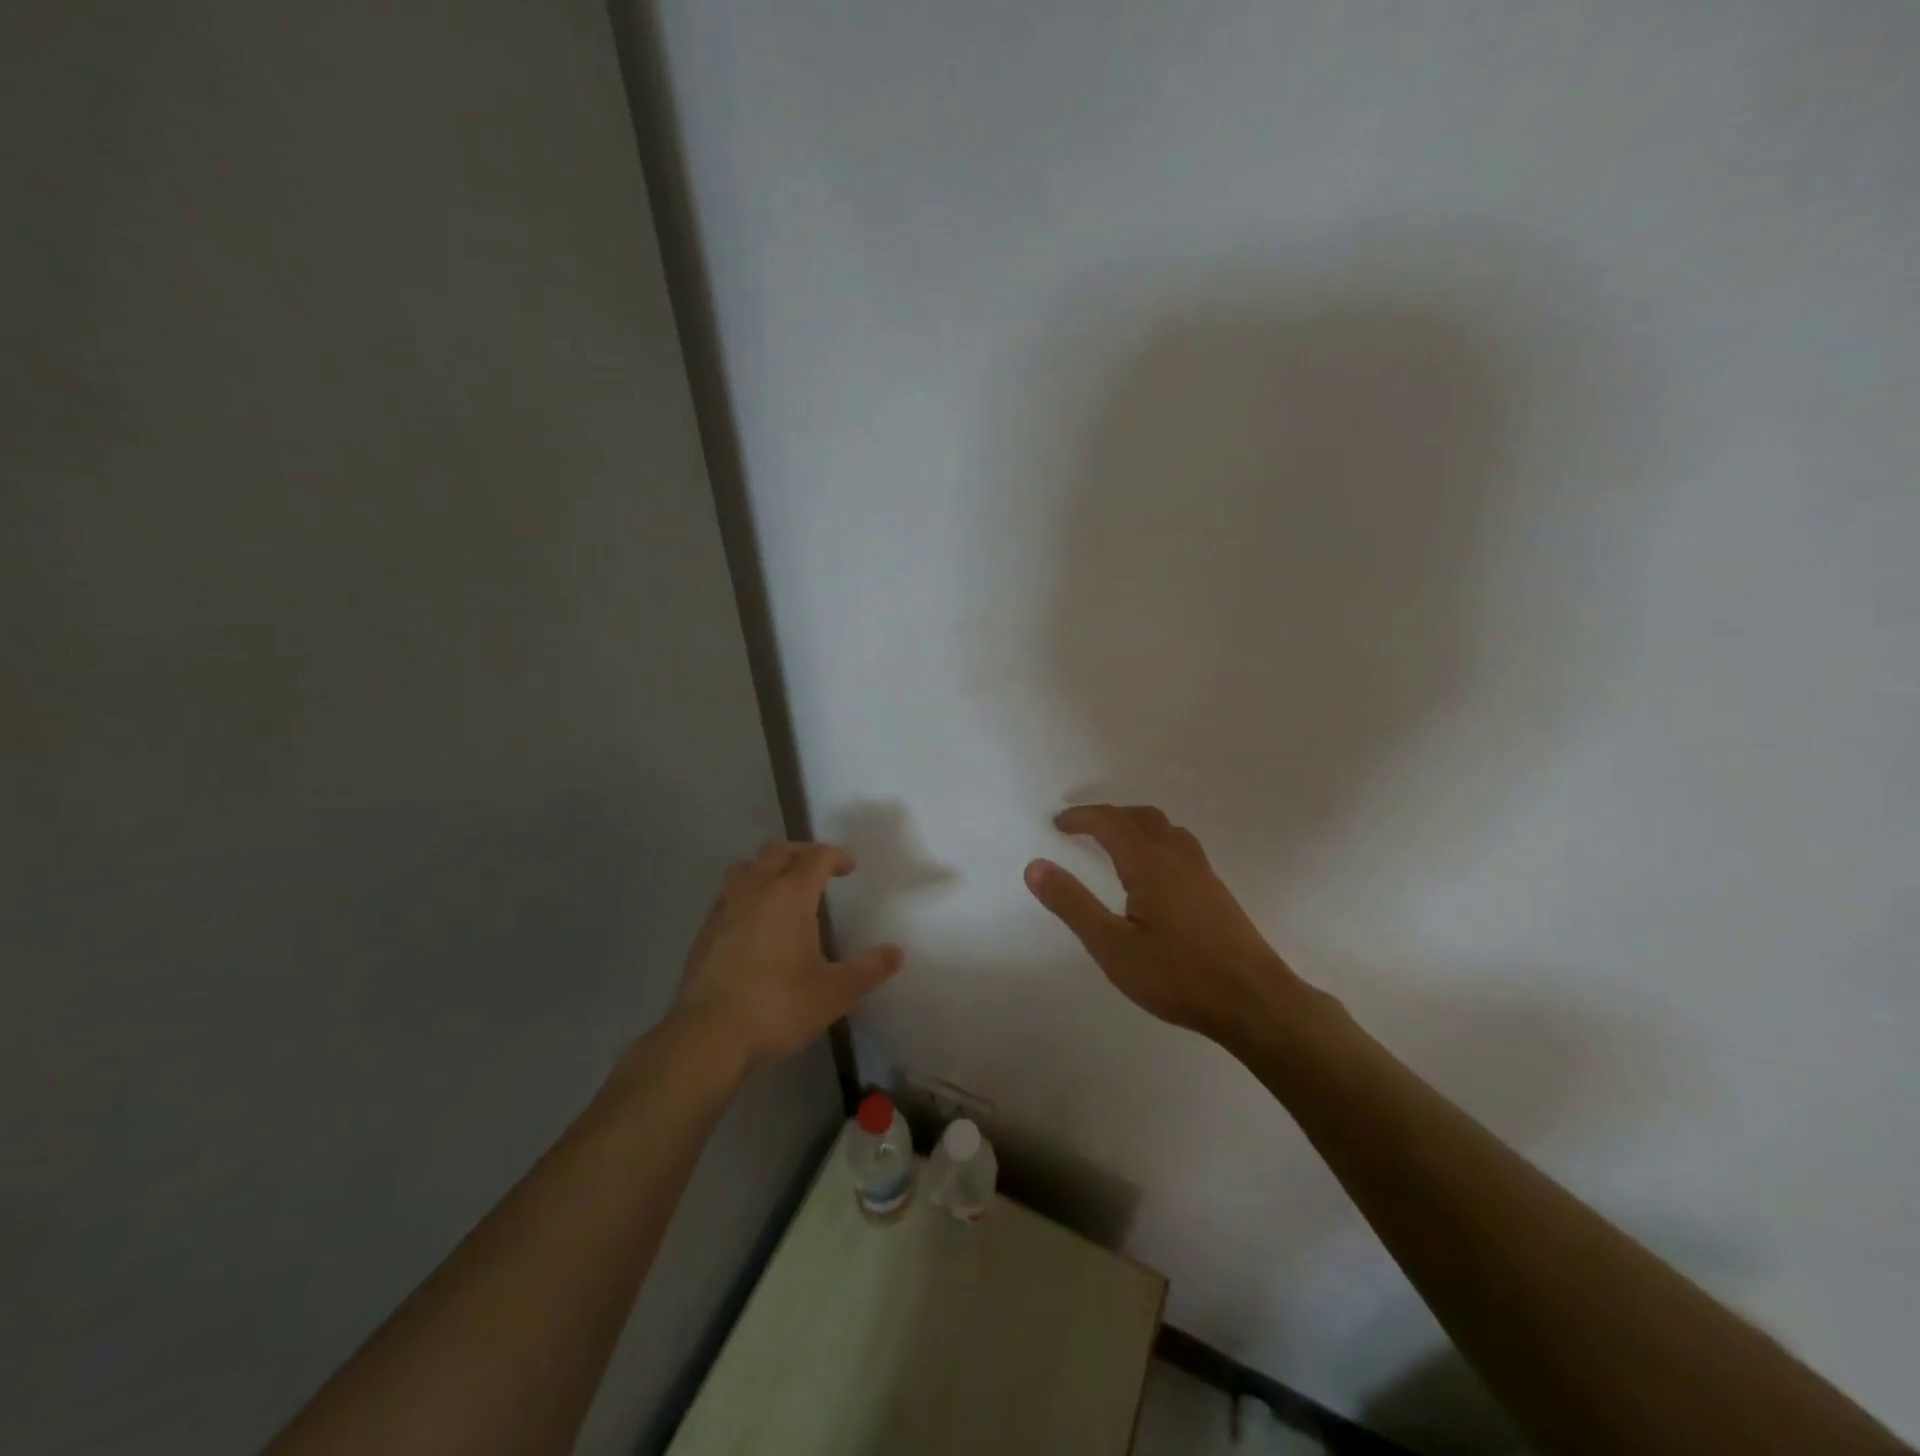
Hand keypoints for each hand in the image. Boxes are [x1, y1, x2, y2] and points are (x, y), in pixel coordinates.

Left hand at [673, 842, 901, 1072]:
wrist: (707, 1037)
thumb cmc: (777, 1007)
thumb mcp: (834, 992)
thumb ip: (868, 970)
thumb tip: (896, 953)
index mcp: (789, 895)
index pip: (815, 857)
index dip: (835, 856)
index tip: (848, 867)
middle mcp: (755, 890)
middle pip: (778, 852)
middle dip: (802, 853)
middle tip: (820, 868)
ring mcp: (725, 908)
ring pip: (747, 867)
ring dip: (769, 866)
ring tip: (784, 886)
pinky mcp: (705, 930)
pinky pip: (730, 892)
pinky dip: (748, 890)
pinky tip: (756, 919)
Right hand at [1025, 805, 1306, 1042]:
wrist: (1254, 1000)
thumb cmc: (1177, 975)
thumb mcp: (1112, 946)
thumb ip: (1072, 904)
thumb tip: (1035, 866)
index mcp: (1149, 863)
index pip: (1110, 823)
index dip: (1081, 818)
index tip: (1058, 823)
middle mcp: (1177, 857)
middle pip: (1140, 817)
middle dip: (1107, 816)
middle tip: (1081, 829)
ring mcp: (1202, 872)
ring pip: (1166, 828)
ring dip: (1135, 824)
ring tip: (1115, 842)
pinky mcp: (1216, 891)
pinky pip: (1181, 845)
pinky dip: (1156, 839)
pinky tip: (1155, 871)